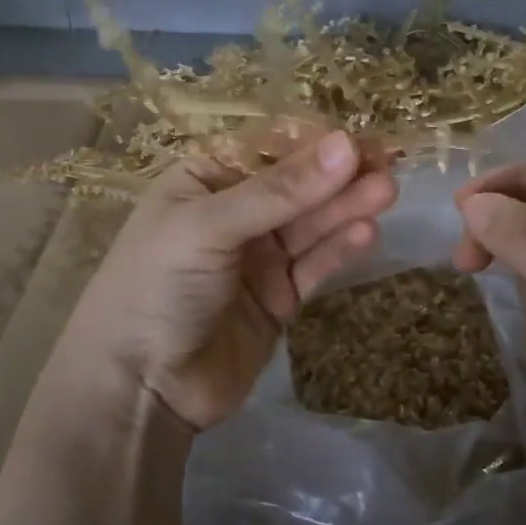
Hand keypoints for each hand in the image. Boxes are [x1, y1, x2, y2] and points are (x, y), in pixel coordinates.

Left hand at [68, 129, 396, 429]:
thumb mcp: (209, 227)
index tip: (361, 138)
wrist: (139, 387)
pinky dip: (338, 250)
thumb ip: (279, 190)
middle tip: (387, 163)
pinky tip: (366, 233)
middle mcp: (235, 213)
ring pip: (311, 225)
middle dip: (338, 176)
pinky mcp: (280, 298)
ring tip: (386, 192)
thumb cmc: (157, 286)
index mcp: (206, 179)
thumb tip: (346, 144)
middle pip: (297, 187)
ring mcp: (258, 258)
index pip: (269, 148)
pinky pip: (314, 266)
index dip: (315, 142)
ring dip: (346, 208)